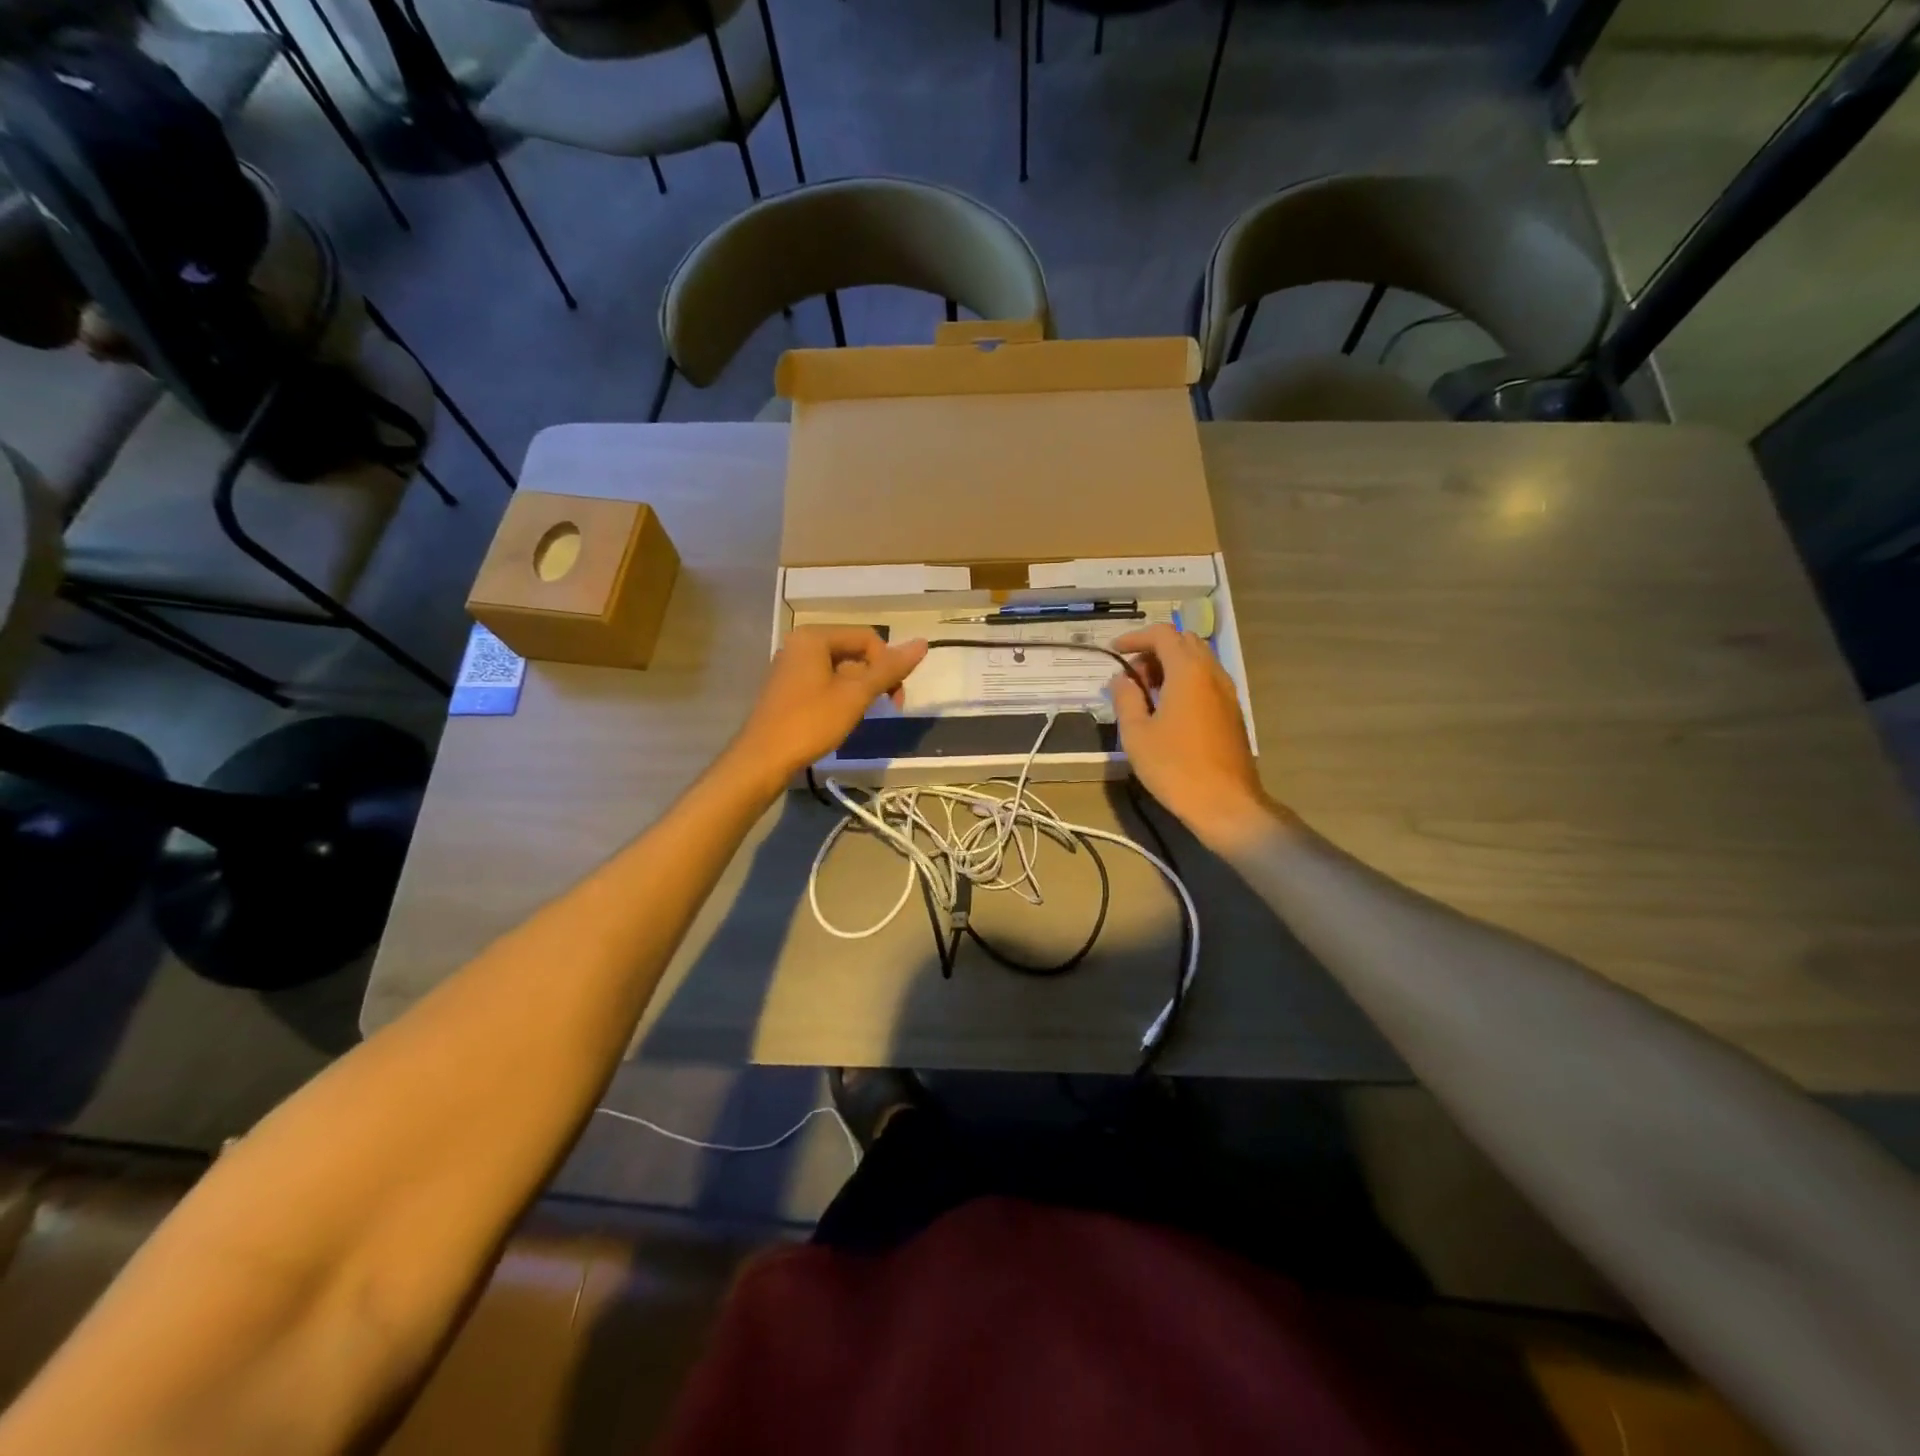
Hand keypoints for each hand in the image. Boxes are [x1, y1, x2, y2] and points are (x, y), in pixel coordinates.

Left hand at [728, 626, 927, 787]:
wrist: (763, 759)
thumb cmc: (811, 723)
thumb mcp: (855, 695)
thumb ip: (889, 669)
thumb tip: (923, 643)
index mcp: (814, 637)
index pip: (868, 638)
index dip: (888, 664)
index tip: (894, 697)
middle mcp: (800, 644)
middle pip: (854, 651)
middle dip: (875, 677)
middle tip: (887, 707)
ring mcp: (791, 666)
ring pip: (841, 668)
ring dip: (860, 688)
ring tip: (863, 714)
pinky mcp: (788, 687)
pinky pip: (825, 681)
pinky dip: (841, 695)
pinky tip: (843, 717)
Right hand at [1109, 625, 1287, 850]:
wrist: (1225, 803)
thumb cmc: (1175, 767)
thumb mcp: (1137, 734)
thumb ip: (1126, 699)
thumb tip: (1120, 680)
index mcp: (1188, 672)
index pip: (1163, 634)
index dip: (1135, 637)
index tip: (1114, 651)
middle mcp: (1212, 673)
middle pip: (1183, 642)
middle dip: (1154, 650)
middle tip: (1131, 676)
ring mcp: (1227, 692)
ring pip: (1197, 661)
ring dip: (1170, 666)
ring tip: (1146, 694)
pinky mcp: (1232, 711)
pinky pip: (1206, 680)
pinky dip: (1185, 681)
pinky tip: (1168, 710)